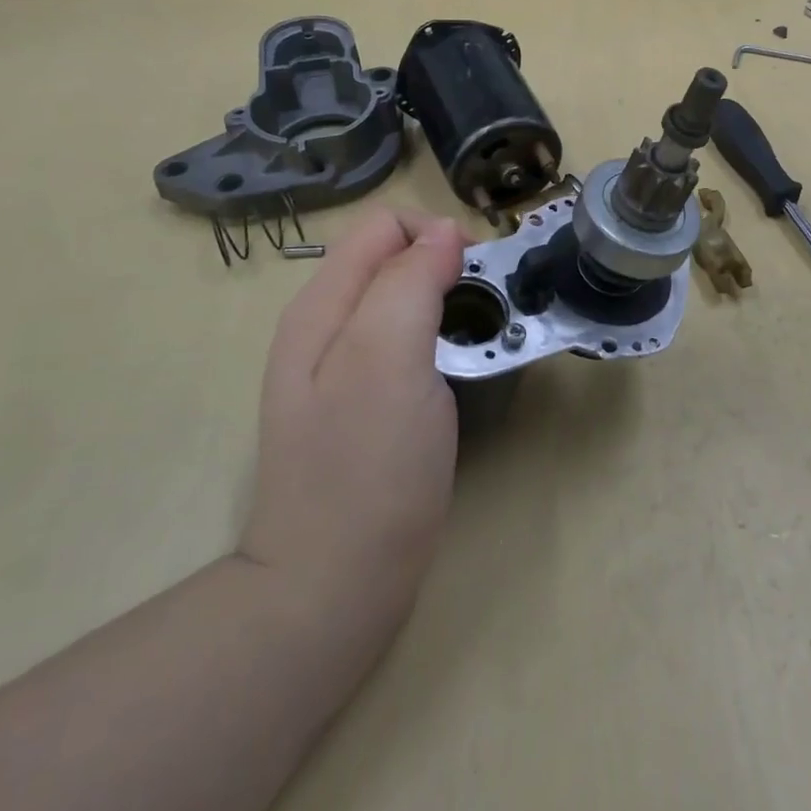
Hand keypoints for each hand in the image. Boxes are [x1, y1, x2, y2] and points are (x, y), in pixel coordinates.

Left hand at [239, 208, 466, 611]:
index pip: (383, 227)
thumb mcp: (387, 358)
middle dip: (446, 269)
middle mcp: (326, 327)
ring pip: (402, 302)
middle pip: (392, 261)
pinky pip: (405, 345)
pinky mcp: (363, 405)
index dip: (436, 237)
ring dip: (448, 305)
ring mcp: (341, 370)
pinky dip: (439, 342)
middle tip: (487, 313)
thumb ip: (410, 282)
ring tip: (480, 342)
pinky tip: (457, 374)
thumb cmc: (366, 466)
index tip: (479, 278)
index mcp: (323, 306)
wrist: (333, 583)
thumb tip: (444, 231)